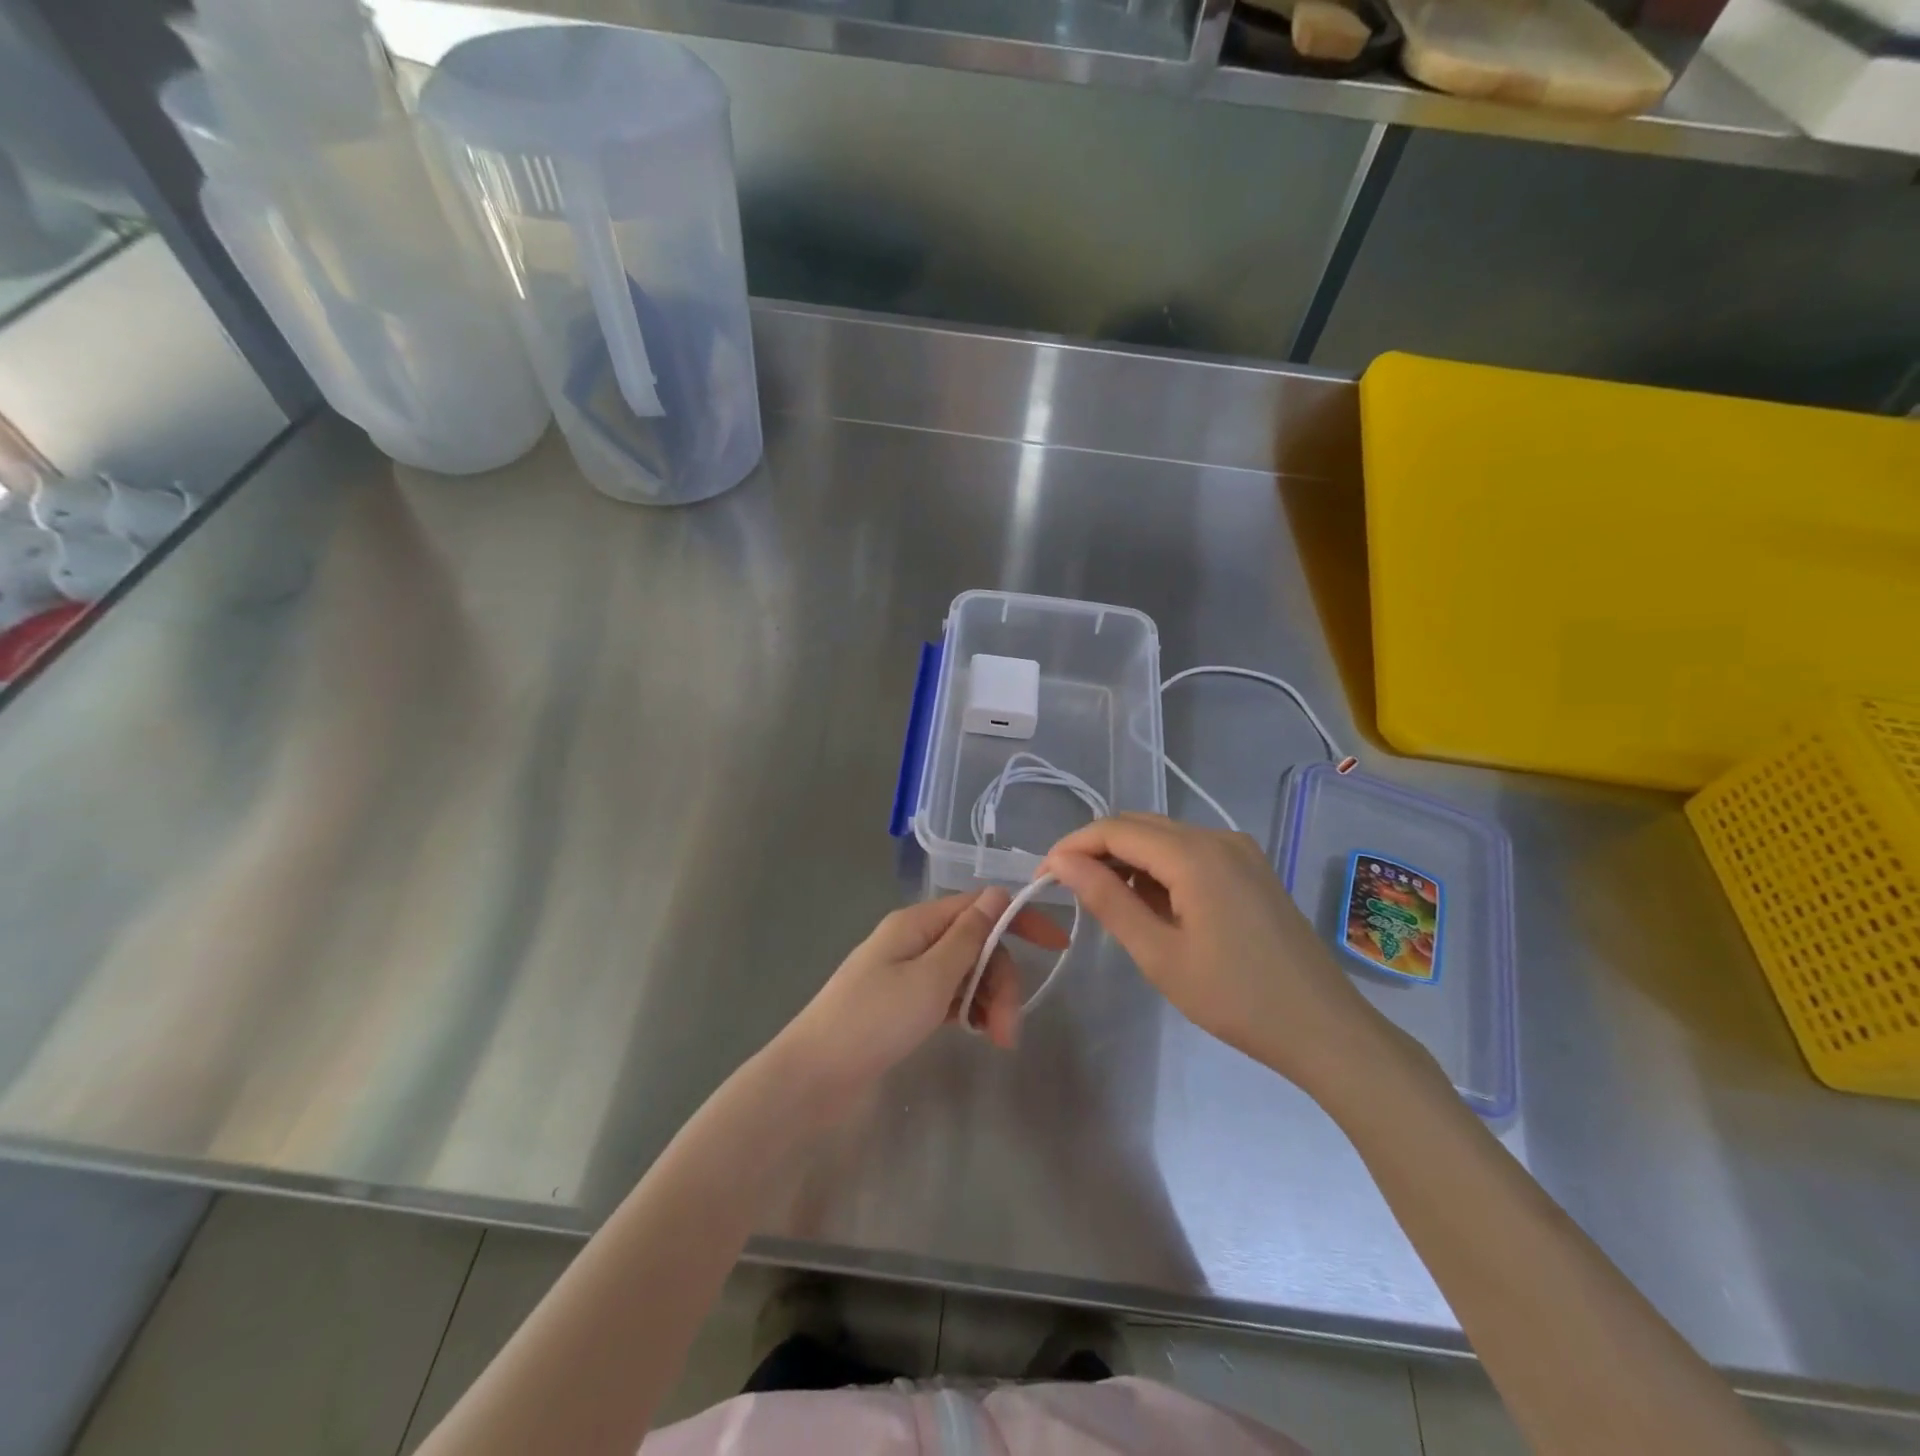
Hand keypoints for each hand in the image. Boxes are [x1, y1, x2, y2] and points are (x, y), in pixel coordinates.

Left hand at [773, 889, 1069, 1115]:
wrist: (814, 1077)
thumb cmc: (873, 1021)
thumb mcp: (930, 978)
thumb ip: (968, 937)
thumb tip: (999, 893)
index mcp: (917, 923)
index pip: (979, 906)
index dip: (1019, 920)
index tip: (1057, 947)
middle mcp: (914, 940)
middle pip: (976, 944)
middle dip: (1002, 980)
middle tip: (1010, 1030)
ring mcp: (907, 972)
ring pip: (965, 972)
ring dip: (989, 1000)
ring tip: (997, 1041)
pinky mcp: (903, 1003)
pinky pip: (949, 995)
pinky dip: (969, 1010)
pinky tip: (978, 1034)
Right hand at [1045, 814, 1388, 1092]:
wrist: (1324, 1028)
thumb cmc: (1235, 998)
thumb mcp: (1159, 954)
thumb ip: (1107, 900)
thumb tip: (1061, 862)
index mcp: (1195, 854)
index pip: (1115, 830)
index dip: (1073, 846)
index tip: (1042, 877)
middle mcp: (1218, 837)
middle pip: (1140, 826)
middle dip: (1097, 850)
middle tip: (1066, 889)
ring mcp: (1240, 849)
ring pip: (1165, 836)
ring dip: (1128, 858)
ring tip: (1104, 900)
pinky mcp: (1251, 867)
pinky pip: (1191, 851)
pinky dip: (1159, 867)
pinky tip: (1151, 902)